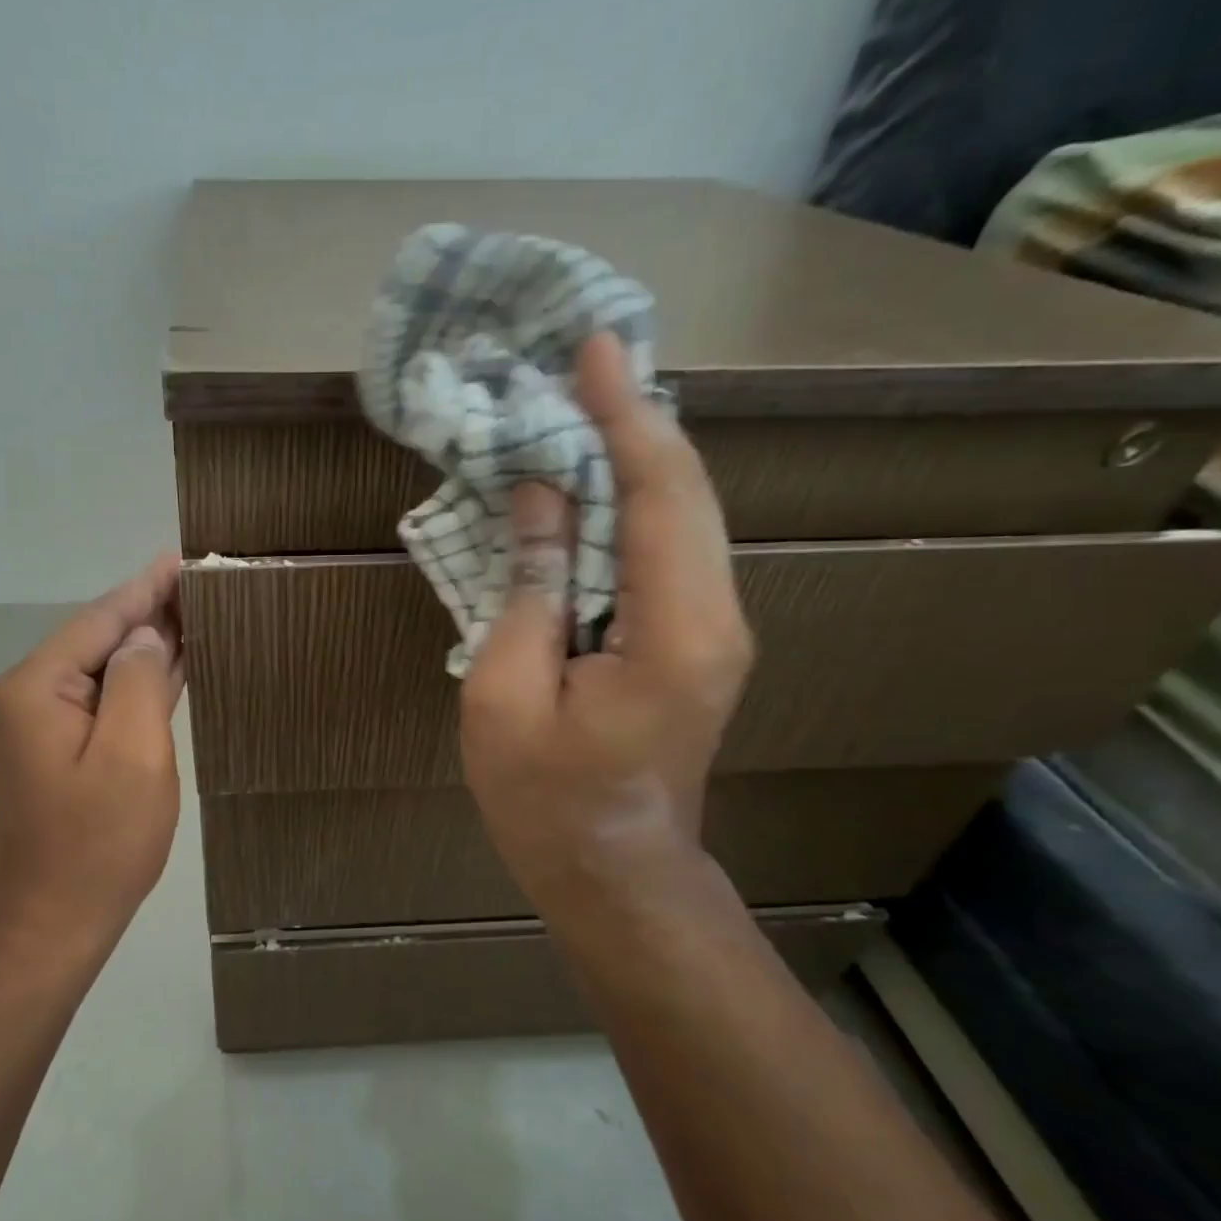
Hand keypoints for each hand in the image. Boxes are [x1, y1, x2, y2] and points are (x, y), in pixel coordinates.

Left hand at [0, 554, 184, 953]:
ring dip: (145, 645)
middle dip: (149, 613)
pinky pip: (101, 699)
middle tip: (202, 583)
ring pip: (101, 668)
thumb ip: (138, 680)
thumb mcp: (131, 754)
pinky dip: (136, 681)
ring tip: (196, 613)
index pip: (100, 620)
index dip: (146, 589)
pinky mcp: (55, 747)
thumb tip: (145, 637)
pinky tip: (171, 664)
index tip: (183, 559)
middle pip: (97, 639)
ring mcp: (38, 723)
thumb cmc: (98, 842)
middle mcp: (27, 695)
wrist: (53, 920)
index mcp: (35, 688)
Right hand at [460, 335, 752, 918]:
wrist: (612, 871)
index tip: (591, 349)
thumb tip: (540, 496)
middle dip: (633, 418)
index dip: (622, 416)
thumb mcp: (506, 695)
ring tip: (585, 402)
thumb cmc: (546, 798)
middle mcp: (714, 614)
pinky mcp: (694, 637)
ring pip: (681, 513)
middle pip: (682, 490)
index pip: (655, 494)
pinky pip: (666, 546)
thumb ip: (528, 590)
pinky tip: (594, 477)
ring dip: (635, 453)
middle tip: (583, 361)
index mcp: (672, 629)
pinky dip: (633, 499)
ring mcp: (712, 626)